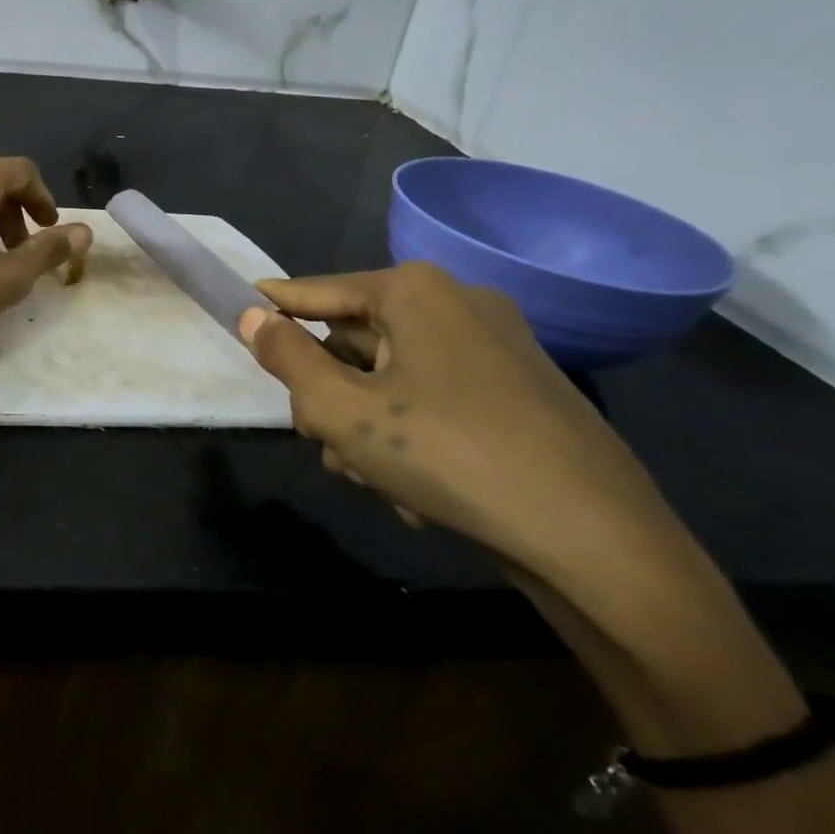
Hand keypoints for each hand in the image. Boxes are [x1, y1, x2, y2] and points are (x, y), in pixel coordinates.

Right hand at [242, 262, 704, 612]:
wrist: (599, 542)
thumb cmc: (451, 457)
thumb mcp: (344, 411)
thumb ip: (287, 358)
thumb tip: (250, 315)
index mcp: (414, 292)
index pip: (315, 292)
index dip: (272, 308)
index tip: (235, 312)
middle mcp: (457, 303)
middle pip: (354, 341)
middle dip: (330, 395)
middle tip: (325, 441)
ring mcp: (496, 346)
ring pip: (392, 377)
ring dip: (368, 426)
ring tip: (375, 480)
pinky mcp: (519, 390)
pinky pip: (435, 399)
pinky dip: (413, 436)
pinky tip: (417, 490)